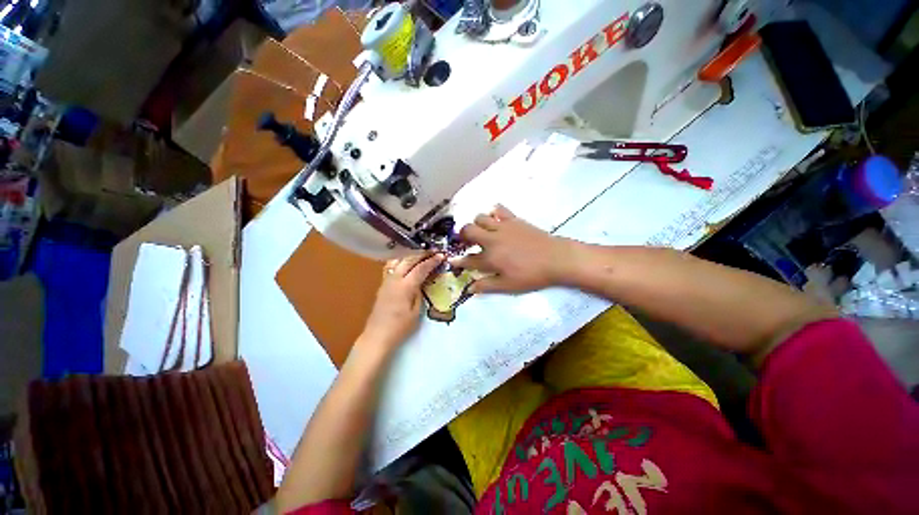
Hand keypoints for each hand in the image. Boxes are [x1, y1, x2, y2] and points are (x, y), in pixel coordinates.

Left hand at [360, 253, 444, 348]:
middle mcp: (394, 279)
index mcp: (405, 286)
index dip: (431, 261)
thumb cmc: (400, 327)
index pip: (420, 268)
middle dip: (422, 254)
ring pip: (398, 260)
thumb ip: (419, 293)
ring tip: (421, 254)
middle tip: (433, 251)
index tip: (441, 255)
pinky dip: (400, 260)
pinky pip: (391, 266)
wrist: (377, 336)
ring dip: (410, 255)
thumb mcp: (416, 312)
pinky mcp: (382, 284)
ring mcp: (386, 280)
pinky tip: (406, 262)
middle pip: (408, 259)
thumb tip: (422, 281)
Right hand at [451, 205, 574, 293]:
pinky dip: (494, 212)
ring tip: (482, 232)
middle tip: (466, 241)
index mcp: (490, 258)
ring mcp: (502, 227)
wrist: (556, 258)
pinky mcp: (514, 219)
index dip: (458, 261)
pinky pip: (499, 209)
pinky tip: (496, 219)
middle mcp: (492, 240)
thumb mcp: (508, 286)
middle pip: (468, 230)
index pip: (468, 260)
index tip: (451, 261)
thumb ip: (487, 285)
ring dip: (477, 224)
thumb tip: (469, 289)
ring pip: (480, 217)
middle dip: (462, 235)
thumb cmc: (532, 275)